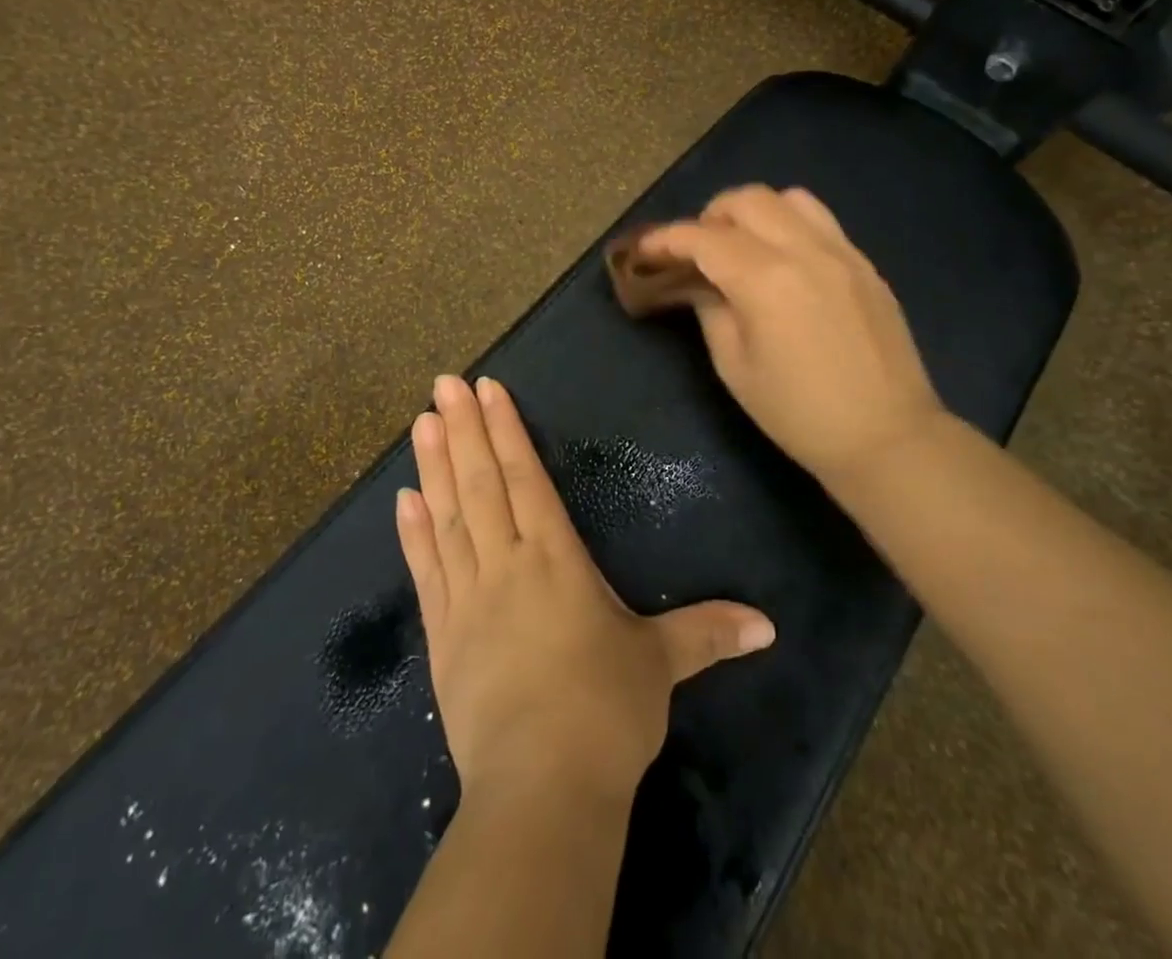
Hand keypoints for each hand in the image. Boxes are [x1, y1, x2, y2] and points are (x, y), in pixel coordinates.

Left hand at [397, 375, 775, 801]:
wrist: (541, 788)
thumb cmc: (605, 713)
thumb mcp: (661, 666)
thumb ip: (707, 633)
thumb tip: (769, 625)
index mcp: (555, 559)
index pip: (527, 478)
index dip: (507, 431)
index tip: (486, 390)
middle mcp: (507, 564)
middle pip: (481, 483)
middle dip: (463, 429)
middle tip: (443, 383)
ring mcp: (468, 598)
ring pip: (448, 517)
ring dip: (433, 466)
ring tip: (420, 423)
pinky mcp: (442, 636)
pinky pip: (425, 571)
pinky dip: (413, 533)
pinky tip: (403, 500)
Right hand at [632, 186, 947, 496]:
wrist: (887, 438)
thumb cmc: (798, 414)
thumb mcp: (735, 367)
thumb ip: (711, 311)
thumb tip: (698, 283)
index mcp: (765, 280)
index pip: (704, 238)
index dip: (667, 238)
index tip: (646, 248)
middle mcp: (805, 251)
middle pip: (747, 200)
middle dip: (710, 216)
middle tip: (696, 250)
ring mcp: (842, 253)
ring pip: (789, 199)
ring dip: (754, 212)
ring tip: (741, 246)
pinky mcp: (865, 265)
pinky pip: (821, 221)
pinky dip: (789, 225)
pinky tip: (783, 261)